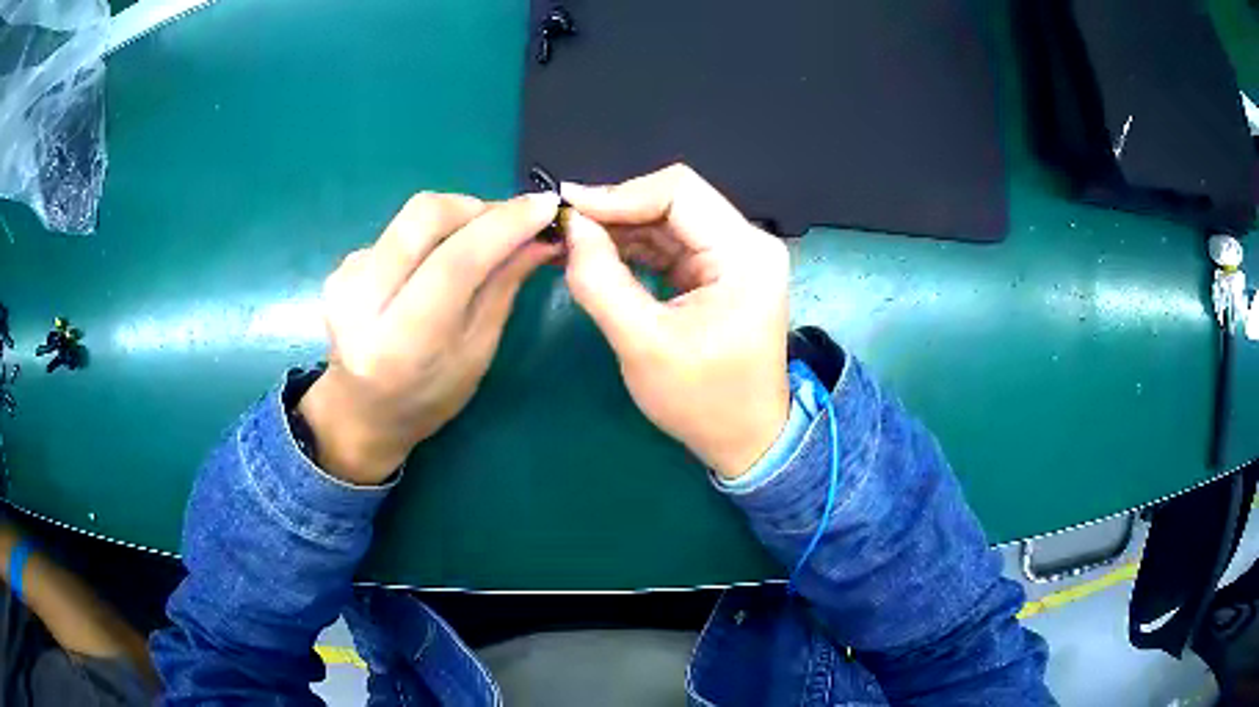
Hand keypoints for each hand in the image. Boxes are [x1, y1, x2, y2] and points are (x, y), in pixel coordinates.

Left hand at [299, 192, 561, 483]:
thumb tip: (541, 236)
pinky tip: (438, 262)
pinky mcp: (342, 265)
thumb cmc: (429, 396)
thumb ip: (503, 287)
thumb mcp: (477, 352)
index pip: (455, 262)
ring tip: (481, 241)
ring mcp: (345, 279)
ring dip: (458, 217)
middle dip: (478, 207)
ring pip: (412, 216)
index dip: (504, 225)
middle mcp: (363, 302)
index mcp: (402, 343)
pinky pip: (398, 230)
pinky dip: (432, 234)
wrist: (361, 411)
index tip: (546, 205)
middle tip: (512, 221)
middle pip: (425, 216)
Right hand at [561, 164, 790, 478]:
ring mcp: (734, 256)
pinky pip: (670, 243)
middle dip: (615, 211)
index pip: (678, 191)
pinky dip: (633, 247)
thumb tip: (572, 226)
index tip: (567, 211)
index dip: (619, 194)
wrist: (745, 440)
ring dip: (620, 229)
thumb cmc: (703, 402)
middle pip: (672, 201)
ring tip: (573, 243)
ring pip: (667, 220)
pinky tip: (599, 256)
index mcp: (744, 253)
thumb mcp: (644, 345)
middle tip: (564, 228)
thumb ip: (602, 281)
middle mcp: (746, 243)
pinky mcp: (718, 271)